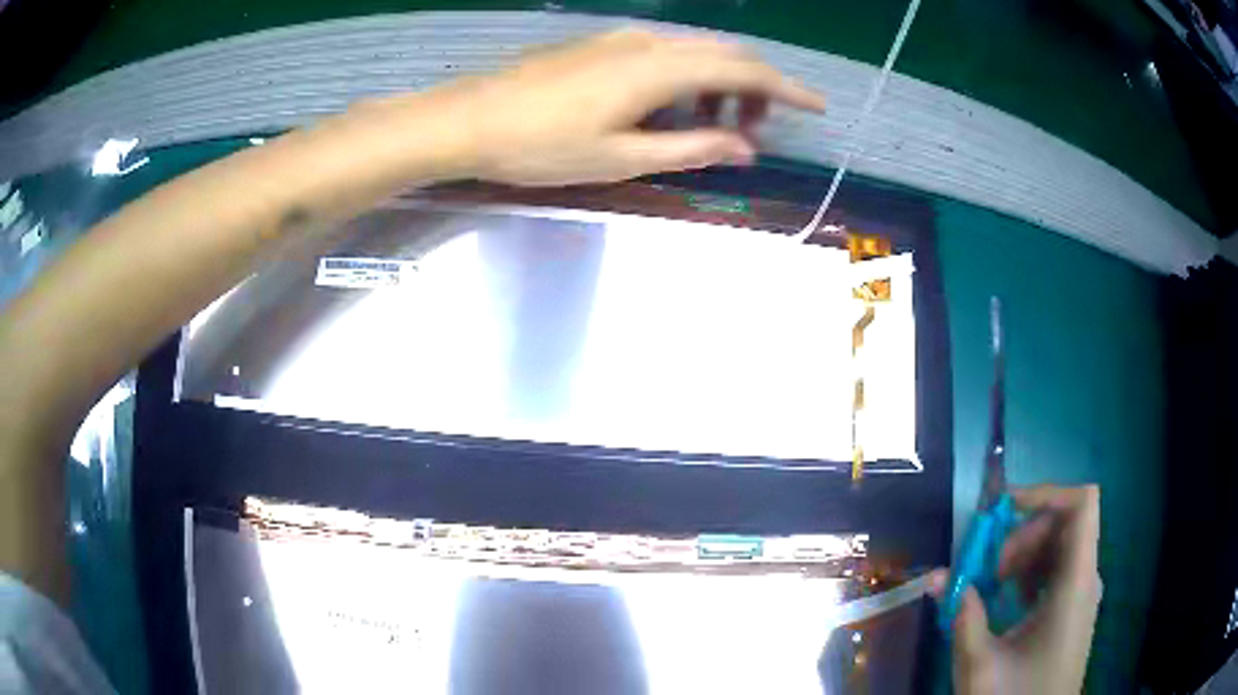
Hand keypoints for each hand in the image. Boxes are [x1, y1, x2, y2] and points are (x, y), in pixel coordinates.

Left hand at [407, 28, 824, 185]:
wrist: (471, 119)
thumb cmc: (543, 146)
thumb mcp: (623, 158)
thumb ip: (692, 150)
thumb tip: (745, 148)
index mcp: (660, 69)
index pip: (744, 71)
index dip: (786, 89)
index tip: (816, 107)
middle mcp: (649, 42)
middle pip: (725, 54)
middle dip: (755, 89)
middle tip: (757, 131)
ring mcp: (621, 39)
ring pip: (694, 52)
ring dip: (719, 84)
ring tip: (715, 127)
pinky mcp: (601, 44)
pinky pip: (664, 53)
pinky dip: (687, 78)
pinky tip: (672, 108)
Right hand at [930, 485, 1101, 694]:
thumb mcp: (980, 666)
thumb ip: (962, 617)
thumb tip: (935, 576)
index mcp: (1075, 584)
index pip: (1082, 504)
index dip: (1045, 493)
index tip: (1002, 512)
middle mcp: (1086, 578)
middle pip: (1066, 521)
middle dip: (1023, 532)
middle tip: (989, 568)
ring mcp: (1083, 592)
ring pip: (1061, 543)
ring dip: (1024, 552)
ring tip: (993, 585)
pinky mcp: (1074, 606)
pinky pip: (1059, 567)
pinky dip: (1031, 570)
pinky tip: (1010, 599)